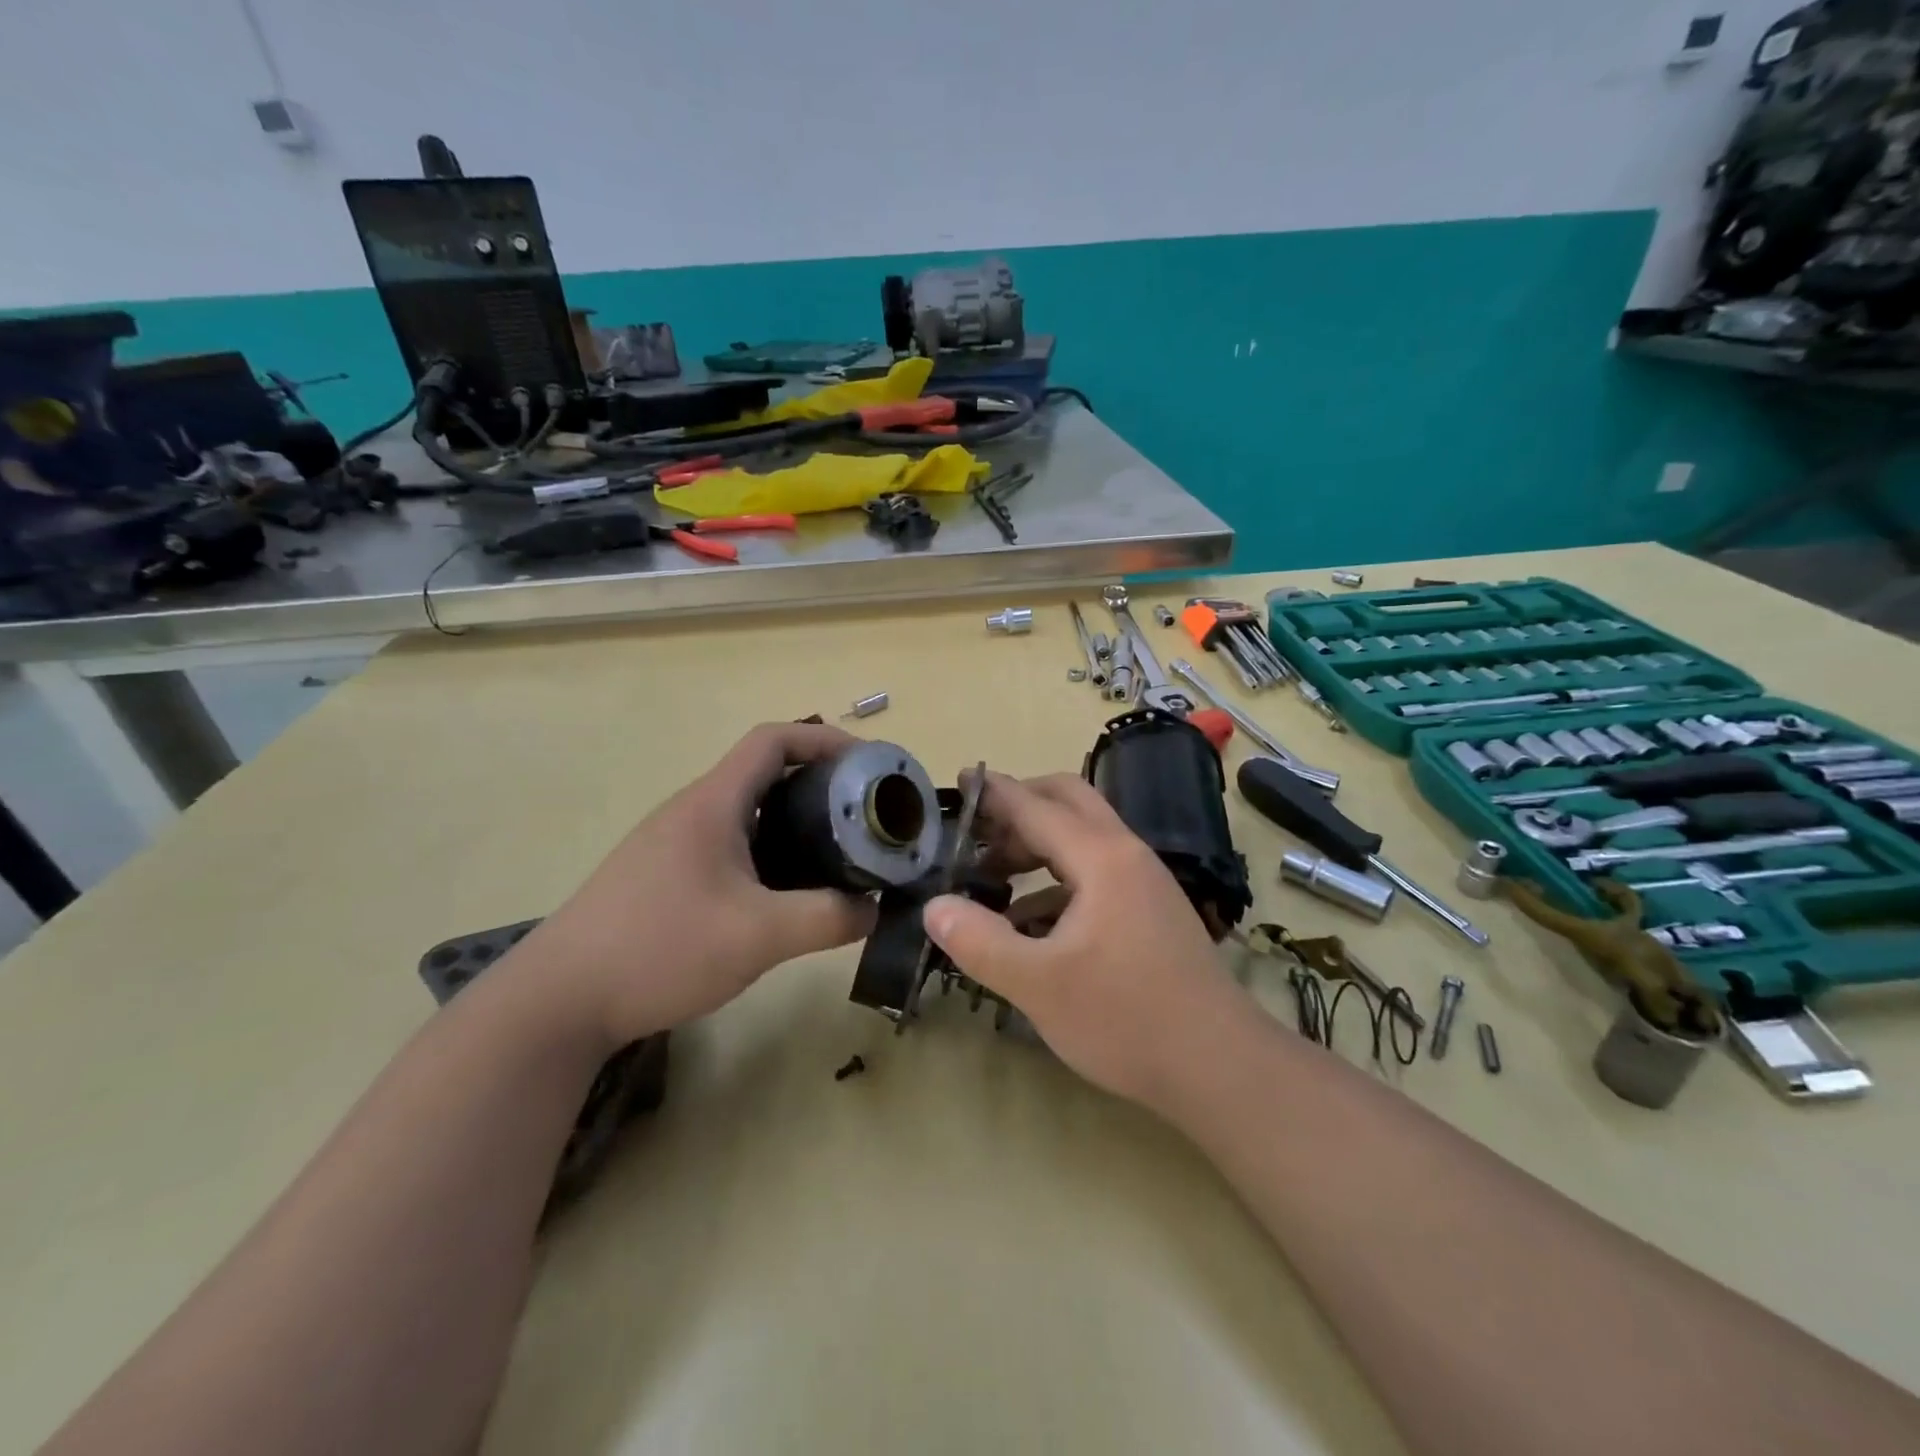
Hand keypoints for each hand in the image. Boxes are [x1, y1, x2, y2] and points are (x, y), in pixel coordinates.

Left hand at [521, 723, 878, 1045]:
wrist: (558, 1001)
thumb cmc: (659, 949)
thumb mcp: (758, 936)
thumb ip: (827, 919)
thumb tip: (874, 909)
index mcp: (712, 804)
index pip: (773, 740)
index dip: (824, 740)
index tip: (867, 764)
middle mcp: (692, 812)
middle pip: (765, 774)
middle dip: (820, 786)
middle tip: (863, 818)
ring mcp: (673, 845)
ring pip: (748, 814)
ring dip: (795, 824)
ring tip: (836, 855)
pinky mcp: (664, 877)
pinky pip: (731, 847)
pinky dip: (769, 854)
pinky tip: (784, 896)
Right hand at [923, 771, 1253, 1108]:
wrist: (1221, 1066)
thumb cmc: (1126, 1019)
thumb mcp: (1039, 985)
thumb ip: (980, 942)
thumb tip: (934, 906)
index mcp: (1101, 858)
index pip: (1036, 806)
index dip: (994, 792)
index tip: (959, 779)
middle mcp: (1126, 855)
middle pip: (1068, 802)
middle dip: (1020, 806)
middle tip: (975, 831)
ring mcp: (1144, 882)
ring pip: (1083, 838)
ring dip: (1037, 844)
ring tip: (991, 875)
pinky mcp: (1150, 910)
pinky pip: (1096, 873)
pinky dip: (1057, 880)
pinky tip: (1030, 922)